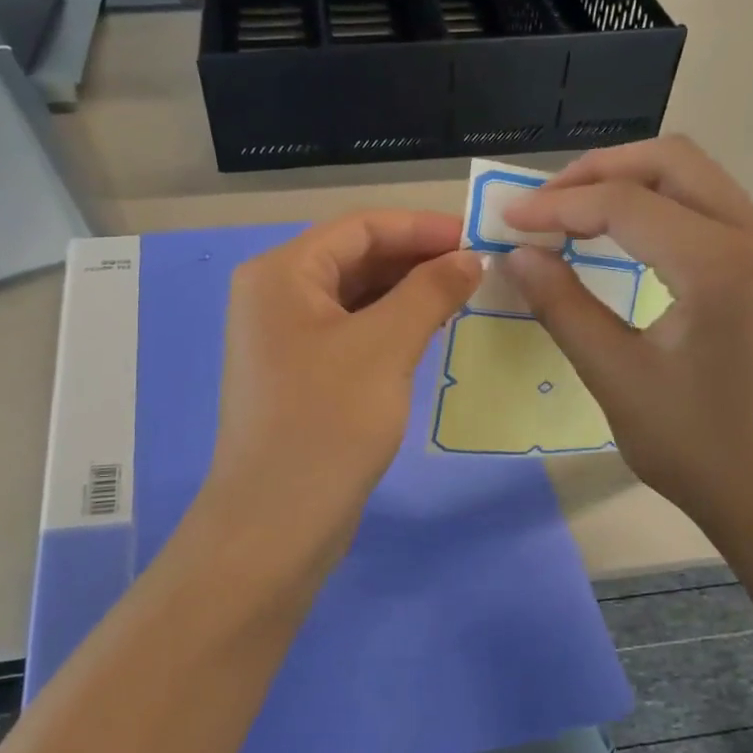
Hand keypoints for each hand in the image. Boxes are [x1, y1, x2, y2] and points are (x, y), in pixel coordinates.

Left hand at [207, 211, 480, 561]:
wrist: (276, 524)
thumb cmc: (327, 423)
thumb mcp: (385, 347)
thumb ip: (430, 291)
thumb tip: (471, 258)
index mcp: (280, 273)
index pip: (360, 228)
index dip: (421, 228)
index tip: (476, 237)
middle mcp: (275, 295)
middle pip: (355, 258)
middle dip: (416, 259)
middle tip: (478, 269)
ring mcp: (284, 336)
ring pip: (355, 296)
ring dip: (407, 292)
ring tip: (463, 296)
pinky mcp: (299, 372)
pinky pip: (351, 330)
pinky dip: (390, 325)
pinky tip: (430, 331)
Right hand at [501, 136, 752, 552]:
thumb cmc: (700, 452)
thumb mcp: (617, 378)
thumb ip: (563, 306)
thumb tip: (516, 254)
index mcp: (724, 266)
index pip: (627, 204)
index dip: (558, 206)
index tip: (508, 219)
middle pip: (673, 161)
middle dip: (599, 171)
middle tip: (544, 204)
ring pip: (698, 178)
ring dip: (632, 184)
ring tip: (574, 214)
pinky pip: (715, 209)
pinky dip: (663, 208)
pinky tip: (627, 238)